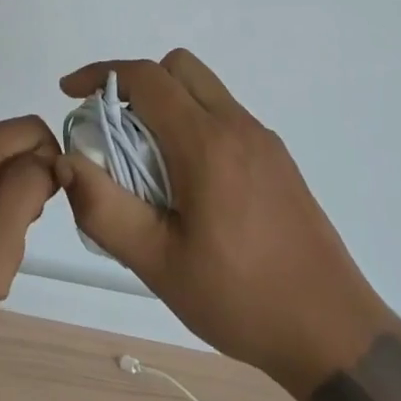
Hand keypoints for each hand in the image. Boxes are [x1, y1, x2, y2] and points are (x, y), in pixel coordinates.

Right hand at [58, 52, 387, 397]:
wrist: (332, 332)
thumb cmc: (240, 299)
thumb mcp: (158, 264)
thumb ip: (104, 209)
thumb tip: (67, 161)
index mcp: (205, 143)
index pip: (146, 77)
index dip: (101, 74)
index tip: (70, 92)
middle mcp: (236, 125)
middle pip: (178, 68)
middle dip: (137, 83)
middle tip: (112, 130)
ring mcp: (262, 139)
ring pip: (204, 89)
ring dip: (167, 103)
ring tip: (146, 162)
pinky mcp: (278, 158)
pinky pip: (225, 115)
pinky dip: (194, 123)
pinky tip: (189, 184)